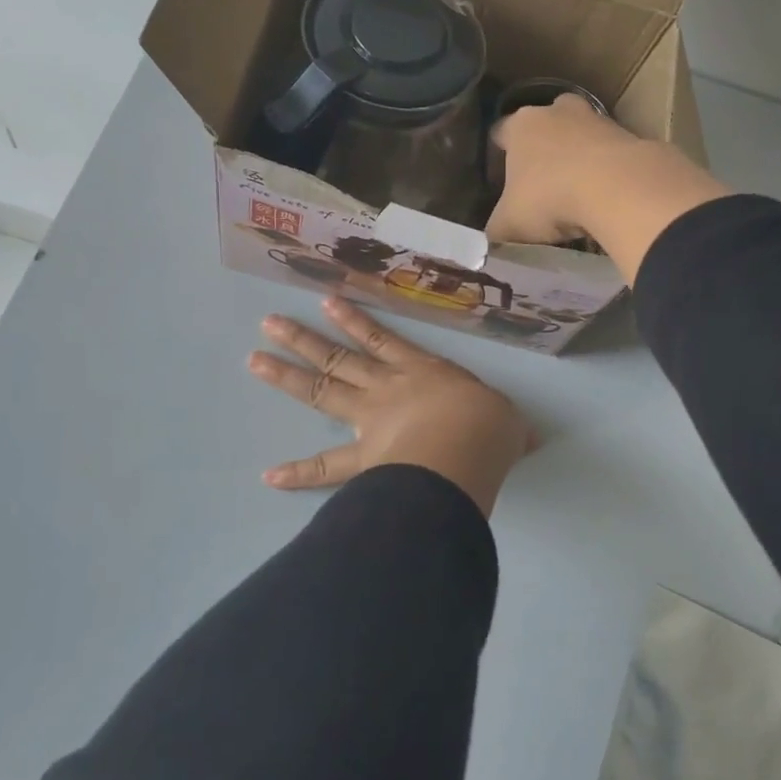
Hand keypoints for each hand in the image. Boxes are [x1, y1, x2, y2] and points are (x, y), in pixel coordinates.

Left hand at [247, 297, 534, 516]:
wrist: (468, 448)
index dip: (354, 322)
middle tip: (269, 324)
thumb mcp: (506, 420)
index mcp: (421, 371)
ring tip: (255, 359)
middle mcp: (388, 388)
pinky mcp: (363, 459)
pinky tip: (268, 476)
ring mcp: (369, 420)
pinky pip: (325, 468)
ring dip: (287, 376)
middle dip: (302, 341)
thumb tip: (525, 436)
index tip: (326, 302)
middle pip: (337, 358)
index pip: (382, 340)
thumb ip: (507, 426)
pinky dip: (298, 473)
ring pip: (322, 392)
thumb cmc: (488, 425)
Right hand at [486, 94, 731, 282]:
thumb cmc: (550, 197)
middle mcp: (556, 112)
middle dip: (541, 148)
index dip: (498, 155)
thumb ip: (496, 230)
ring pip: (579, 135)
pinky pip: (609, 152)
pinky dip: (606, 170)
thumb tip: (488, 241)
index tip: (499, 177)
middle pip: (544, 124)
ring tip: (575, 192)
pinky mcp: (630, 135)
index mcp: (520, 125)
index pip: (499, 132)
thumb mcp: (510, 224)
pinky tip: (604, 197)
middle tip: (539, 180)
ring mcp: (596, 119)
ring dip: (577, 157)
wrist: (618, 188)